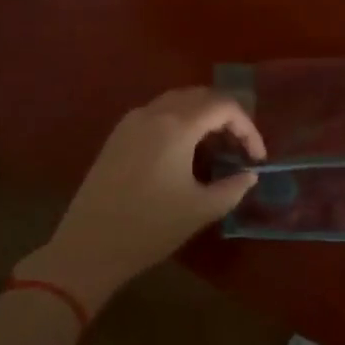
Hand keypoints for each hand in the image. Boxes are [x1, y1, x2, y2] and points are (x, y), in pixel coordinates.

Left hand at [15, 88, 264, 314]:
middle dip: (228, 117)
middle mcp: (154, 113)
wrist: (87, 249)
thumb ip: (233, 187)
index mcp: (177, 126)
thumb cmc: (149, 228)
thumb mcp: (201, 210)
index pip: (225, 107)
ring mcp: (132, 122)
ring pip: (179, 101)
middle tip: (240, 147)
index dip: (248, 128)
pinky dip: (181, 121)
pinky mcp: (118, 136)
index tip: (257, 158)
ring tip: (217, 147)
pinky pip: (158, 113)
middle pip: (202, 96)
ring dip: (204, 116)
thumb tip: (249, 174)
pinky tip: (185, 151)